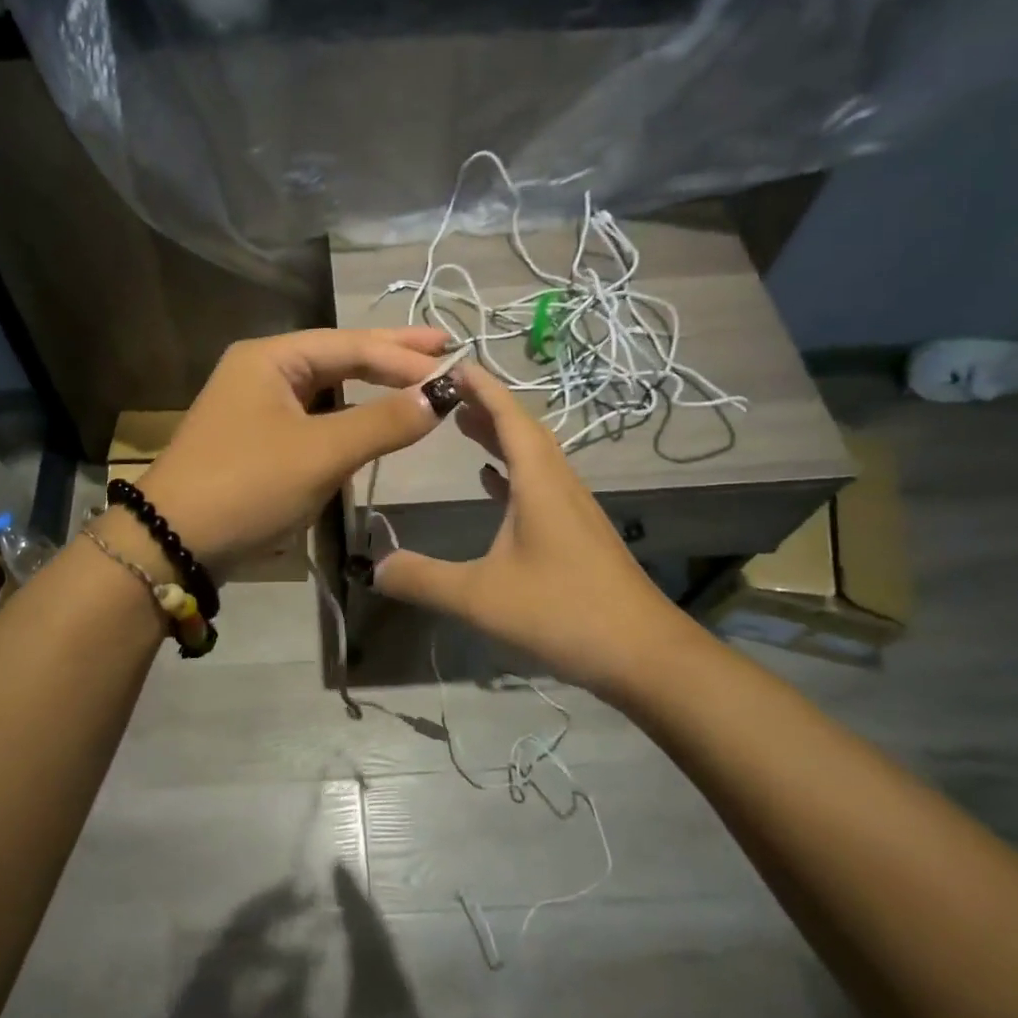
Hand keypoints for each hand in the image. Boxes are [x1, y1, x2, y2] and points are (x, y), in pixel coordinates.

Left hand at [135, 327, 458, 571]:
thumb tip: (439, 396)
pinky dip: (348, 416)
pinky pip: (314, 416)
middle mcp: (261, 371)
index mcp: (270, 358)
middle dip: (389, 355)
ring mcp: (256, 405)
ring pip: (326, 388)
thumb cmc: (248, 486)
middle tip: (442, 349)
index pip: (351, 345)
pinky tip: (374, 418)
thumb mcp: (321, 453)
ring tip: (416, 378)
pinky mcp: (257, 439)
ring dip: (370, 386)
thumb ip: (383, 422)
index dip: (403, 355)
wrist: (171, 543)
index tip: (454, 362)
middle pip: (338, 356)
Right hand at [370, 362, 686, 686]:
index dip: (481, 387)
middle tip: (445, 391)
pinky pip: (539, 484)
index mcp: (539, 482)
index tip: (452, 362)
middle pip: (522, 429)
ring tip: (461, 425)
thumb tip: (373, 566)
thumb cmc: (562, 613)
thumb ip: (423, 579)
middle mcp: (559, 484)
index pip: (508, 417)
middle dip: (485, 405)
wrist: (644, 655)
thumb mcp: (480, 597)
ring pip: (533, 456)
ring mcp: (572, 509)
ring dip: (498, 435)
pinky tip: (491, 481)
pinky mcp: (577, 533)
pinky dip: (512, 471)